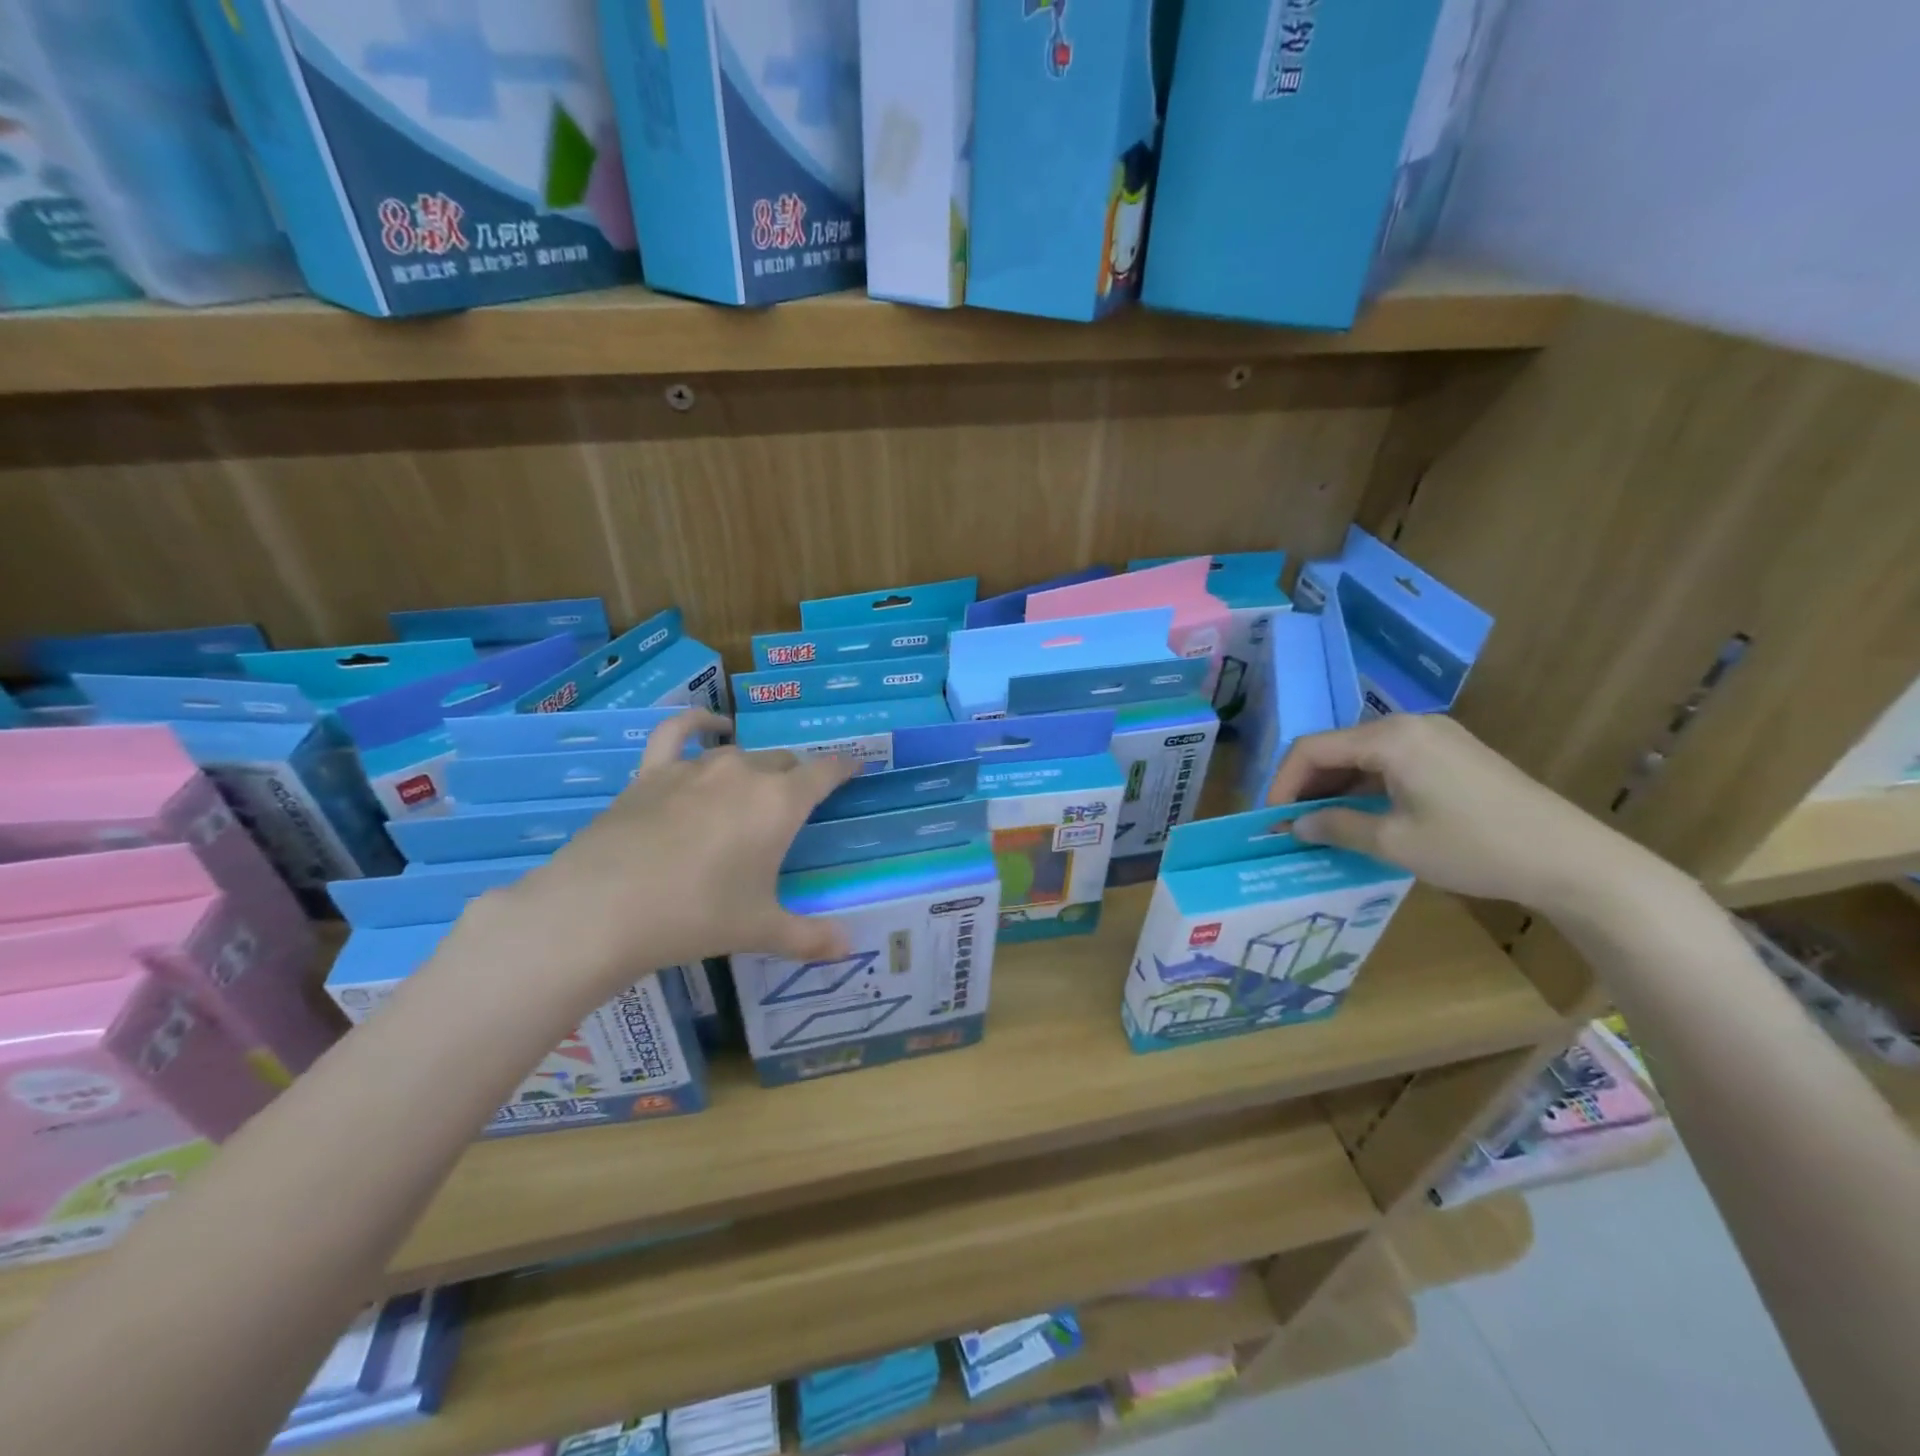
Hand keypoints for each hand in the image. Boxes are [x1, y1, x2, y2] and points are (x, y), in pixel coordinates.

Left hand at [460, 711, 859, 1022]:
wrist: (605, 908)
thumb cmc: (697, 916)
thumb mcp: (760, 930)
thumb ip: (810, 936)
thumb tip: (849, 948)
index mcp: (780, 803)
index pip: (825, 773)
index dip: (843, 769)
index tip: (855, 768)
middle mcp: (744, 773)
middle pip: (783, 762)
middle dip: (795, 778)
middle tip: (794, 807)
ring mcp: (695, 768)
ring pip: (739, 754)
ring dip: (753, 768)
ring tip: (753, 789)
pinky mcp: (652, 772)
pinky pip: (678, 732)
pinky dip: (697, 723)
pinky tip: (709, 726)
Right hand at [1264, 715, 1647, 913]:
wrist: (1572, 859)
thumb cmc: (1474, 847)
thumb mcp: (1394, 843)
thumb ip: (1336, 827)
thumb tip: (1298, 825)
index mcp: (1390, 737)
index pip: (1312, 748)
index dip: (1283, 783)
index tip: (1273, 820)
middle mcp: (1409, 724)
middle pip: (1337, 746)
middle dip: (1309, 784)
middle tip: (1296, 824)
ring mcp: (1436, 736)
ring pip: (1364, 753)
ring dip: (1338, 786)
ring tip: (1326, 824)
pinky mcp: (1455, 753)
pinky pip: (1393, 760)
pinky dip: (1368, 784)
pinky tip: (1366, 814)